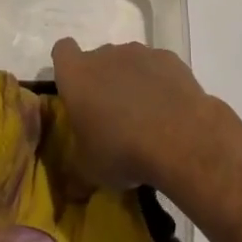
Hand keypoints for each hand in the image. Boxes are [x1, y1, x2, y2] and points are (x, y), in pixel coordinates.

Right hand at [49, 39, 214, 190]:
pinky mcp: (169, 59)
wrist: (179, 138)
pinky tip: (169, 110)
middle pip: (98, 59)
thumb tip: (72, 189)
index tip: (75, 89)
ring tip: (144, 117)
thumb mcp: (89, 171)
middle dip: (102, 81)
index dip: (66, 66)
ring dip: (131, 81)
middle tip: (110, 116)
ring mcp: (140, 53)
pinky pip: (157, 68)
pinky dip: (159, 83)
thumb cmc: (121, 150)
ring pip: (129, 62)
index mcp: (77, 75)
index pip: (62, 51)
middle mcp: (105, 55)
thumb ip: (76, 171)